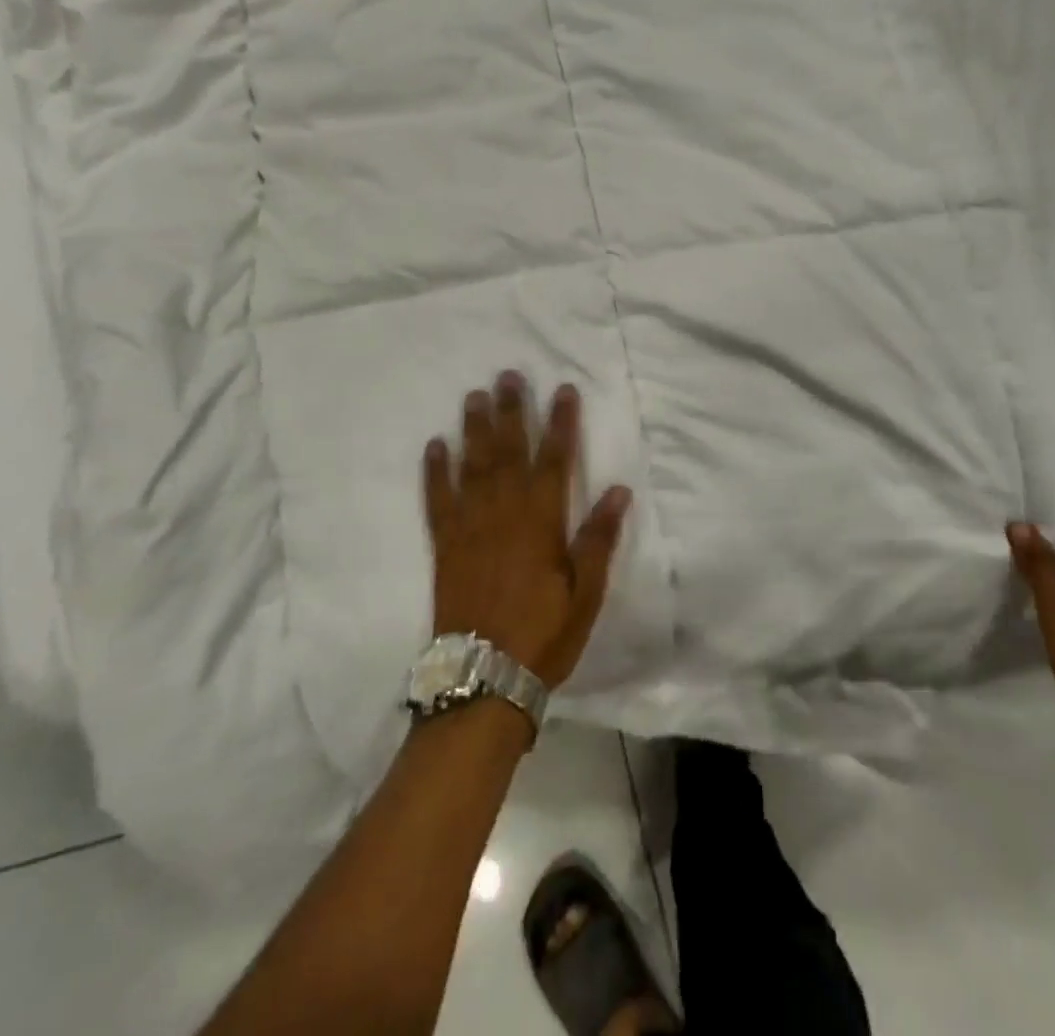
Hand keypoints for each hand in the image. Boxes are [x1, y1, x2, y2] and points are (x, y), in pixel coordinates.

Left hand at [424, 374, 632, 688]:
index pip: (555, 460)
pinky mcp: (445, 545)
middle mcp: (504, 514)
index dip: (561, 423)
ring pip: (472, 466)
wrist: (484, 678)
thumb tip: (619, 490)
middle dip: (512, 411)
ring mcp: (469, 527)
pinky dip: (435, 471)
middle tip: (508, 375)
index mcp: (541, 523)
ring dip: (474, 428)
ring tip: (475, 395)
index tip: (563, 389)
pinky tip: (435, 445)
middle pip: (509, 451)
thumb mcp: (585, 593)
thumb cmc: (544, 635)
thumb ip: (598, 539)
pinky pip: (437, 499)